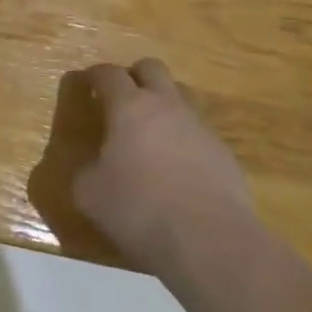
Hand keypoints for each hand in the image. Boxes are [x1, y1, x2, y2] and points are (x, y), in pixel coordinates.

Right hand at [73, 58, 257, 276]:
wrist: (210, 242)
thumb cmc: (140, 210)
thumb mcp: (90, 195)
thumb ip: (86, 172)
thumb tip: (92, 169)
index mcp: (129, 107)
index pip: (108, 74)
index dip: (95, 75)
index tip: (86, 83)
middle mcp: (166, 106)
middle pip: (152, 68)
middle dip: (135, 76)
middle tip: (123, 99)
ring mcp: (200, 127)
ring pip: (182, 96)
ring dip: (165, 104)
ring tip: (153, 132)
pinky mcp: (225, 154)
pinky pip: (201, 132)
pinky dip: (186, 140)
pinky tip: (180, 169)